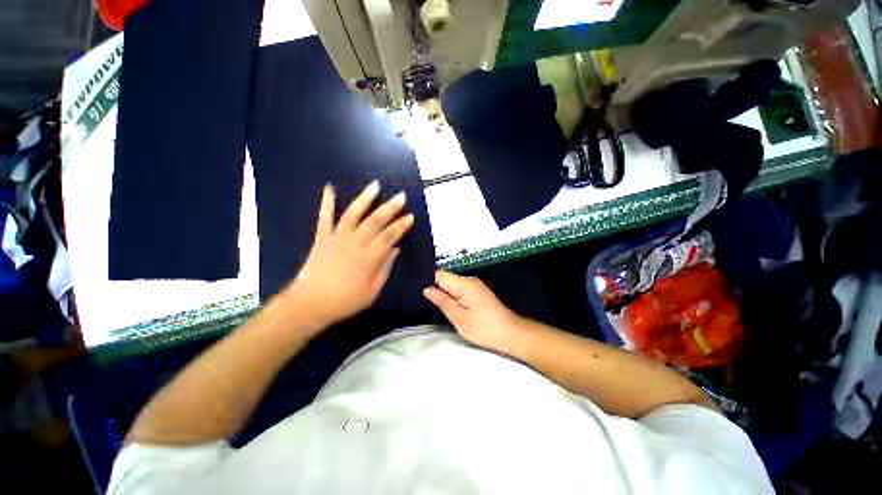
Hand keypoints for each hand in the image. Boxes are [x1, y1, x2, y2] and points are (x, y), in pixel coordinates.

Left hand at [282, 181, 413, 331]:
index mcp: (369, 258)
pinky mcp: (322, 238)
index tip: (410, 216)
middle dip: (390, 208)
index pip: (389, 237)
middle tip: (401, 197)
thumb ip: (385, 268)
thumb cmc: (345, 301)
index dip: (401, 226)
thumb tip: (395, 249)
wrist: (310, 304)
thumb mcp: (372, 291)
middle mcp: (355, 243)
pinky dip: (326, 203)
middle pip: (375, 222)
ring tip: (375, 186)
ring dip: (365, 199)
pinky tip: (330, 188)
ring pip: (353, 214)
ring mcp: (337, 238)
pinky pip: (325, 218)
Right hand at [423, 271, 528, 355]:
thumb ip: (442, 301)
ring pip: (453, 284)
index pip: (439, 274)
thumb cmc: (484, 328)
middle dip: (437, 289)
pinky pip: (460, 289)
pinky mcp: (478, 291)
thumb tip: (427, 289)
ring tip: (438, 307)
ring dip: (445, 293)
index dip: (429, 282)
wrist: (511, 333)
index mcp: (464, 284)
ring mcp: (475, 285)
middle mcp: (469, 280)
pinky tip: (452, 307)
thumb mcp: (459, 318)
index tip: (420, 293)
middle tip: (428, 304)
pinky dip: (454, 296)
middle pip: (446, 278)